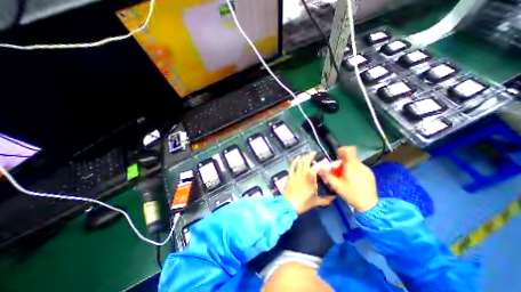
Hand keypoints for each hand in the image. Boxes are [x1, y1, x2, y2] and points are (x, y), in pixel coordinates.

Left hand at [283, 153, 335, 214]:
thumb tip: (334, 198)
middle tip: (314, 153)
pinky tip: (297, 158)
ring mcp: (295, 174)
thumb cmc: (303, 203)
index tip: (325, 162)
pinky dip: (294, 161)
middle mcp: (303, 173)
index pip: (317, 167)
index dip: (322, 163)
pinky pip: (292, 166)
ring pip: (299, 162)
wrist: (289, 204)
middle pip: (306, 161)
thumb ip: (326, 199)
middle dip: (311, 155)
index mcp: (310, 178)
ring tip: (306, 155)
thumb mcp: (316, 202)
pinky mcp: (290, 176)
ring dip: (303, 157)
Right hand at [318, 146, 378, 211]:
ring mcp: (367, 170)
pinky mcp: (370, 174)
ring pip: (355, 163)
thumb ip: (327, 175)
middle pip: (350, 158)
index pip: (349, 150)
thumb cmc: (351, 194)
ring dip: (348, 166)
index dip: (342, 150)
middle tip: (337, 171)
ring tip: (344, 176)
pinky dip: (354, 170)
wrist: (370, 206)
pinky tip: (352, 180)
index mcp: (352, 166)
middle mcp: (360, 165)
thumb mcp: (336, 185)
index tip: (337, 155)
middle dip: (342, 162)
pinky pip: (360, 168)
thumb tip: (319, 168)